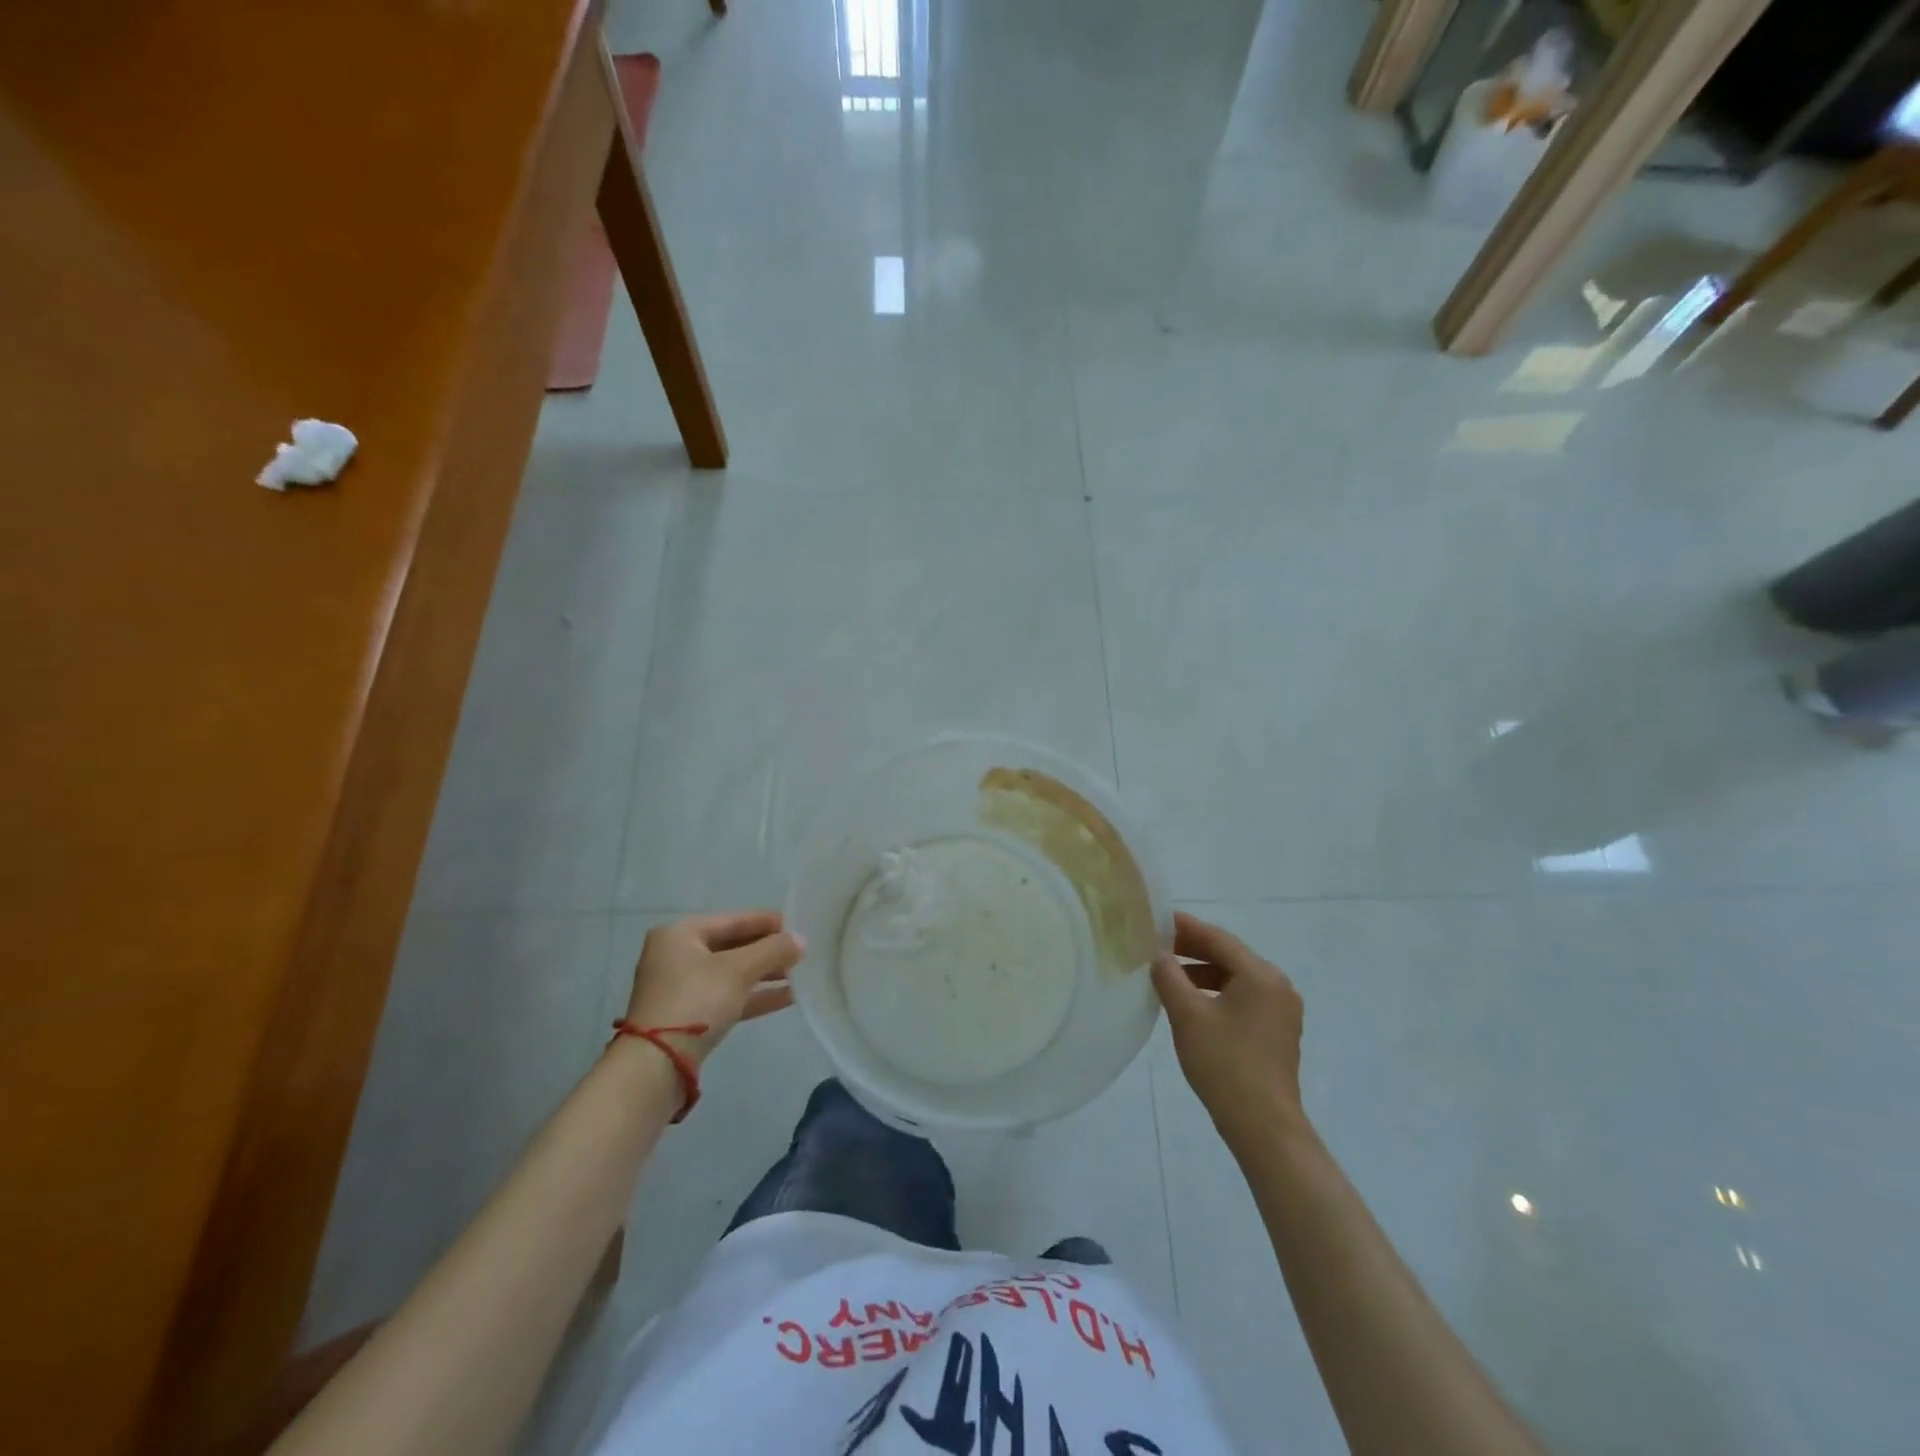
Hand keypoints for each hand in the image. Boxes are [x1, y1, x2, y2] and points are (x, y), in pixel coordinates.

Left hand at [622, 911, 805, 1063]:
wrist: (656, 1065)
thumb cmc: (695, 1001)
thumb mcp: (738, 970)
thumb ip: (773, 950)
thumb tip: (801, 940)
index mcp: (680, 934)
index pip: (732, 920)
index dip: (766, 922)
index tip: (796, 925)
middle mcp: (676, 956)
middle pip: (731, 947)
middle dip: (767, 951)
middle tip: (800, 952)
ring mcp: (680, 988)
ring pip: (731, 974)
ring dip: (764, 974)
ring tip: (799, 975)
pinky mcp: (687, 1017)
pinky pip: (727, 997)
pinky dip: (754, 996)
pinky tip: (787, 997)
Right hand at [1150, 911, 1307, 1152]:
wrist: (1264, 1127)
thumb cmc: (1225, 1064)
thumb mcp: (1187, 1015)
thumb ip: (1169, 977)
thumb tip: (1159, 956)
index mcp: (1261, 975)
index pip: (1218, 938)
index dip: (1185, 927)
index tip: (1156, 920)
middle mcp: (1277, 986)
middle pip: (1229, 956)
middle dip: (1192, 950)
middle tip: (1157, 947)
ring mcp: (1281, 1010)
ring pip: (1235, 978)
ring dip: (1202, 973)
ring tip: (1168, 976)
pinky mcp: (1277, 1032)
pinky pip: (1243, 998)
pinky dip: (1216, 993)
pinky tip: (1191, 1004)